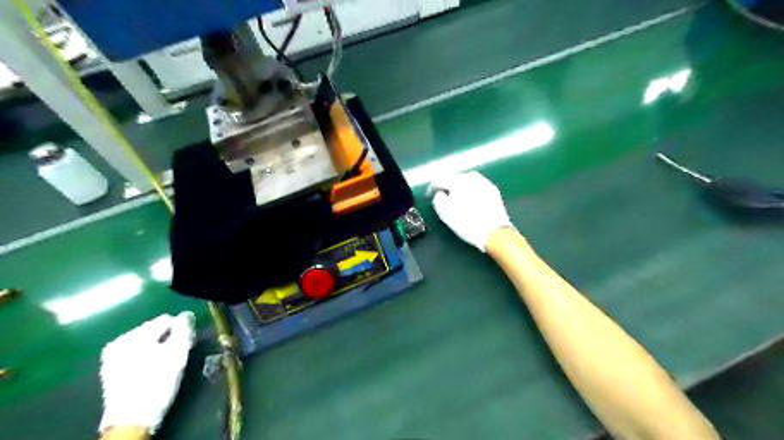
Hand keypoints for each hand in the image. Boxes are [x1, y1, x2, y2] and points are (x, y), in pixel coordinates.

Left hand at [99, 312, 195, 433]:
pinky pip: (137, 356)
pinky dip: (148, 360)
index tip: (186, 345)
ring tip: (166, 366)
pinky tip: (154, 372)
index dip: (180, 331)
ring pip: (146, 344)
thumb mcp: (177, 353)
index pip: (166, 320)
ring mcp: (111, 358)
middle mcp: (118, 342)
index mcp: (132, 335)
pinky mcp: (111, 373)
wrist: (132, 420)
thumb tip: (186, 315)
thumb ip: (183, 329)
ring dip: (159, 350)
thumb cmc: (157, 383)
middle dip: (168, 340)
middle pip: (154, 331)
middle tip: (176, 357)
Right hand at [429, 172, 515, 253]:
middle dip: (447, 186)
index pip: (440, 180)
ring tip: (456, 197)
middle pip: (454, 178)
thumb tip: (440, 193)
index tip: (429, 195)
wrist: (495, 232)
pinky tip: (470, 199)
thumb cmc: (466, 222)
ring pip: (467, 181)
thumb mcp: (445, 213)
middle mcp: (471, 177)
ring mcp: (484, 183)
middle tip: (442, 196)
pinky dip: (471, 191)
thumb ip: (438, 199)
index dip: (432, 188)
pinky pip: (477, 187)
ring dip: (460, 187)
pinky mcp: (493, 191)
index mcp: (457, 181)